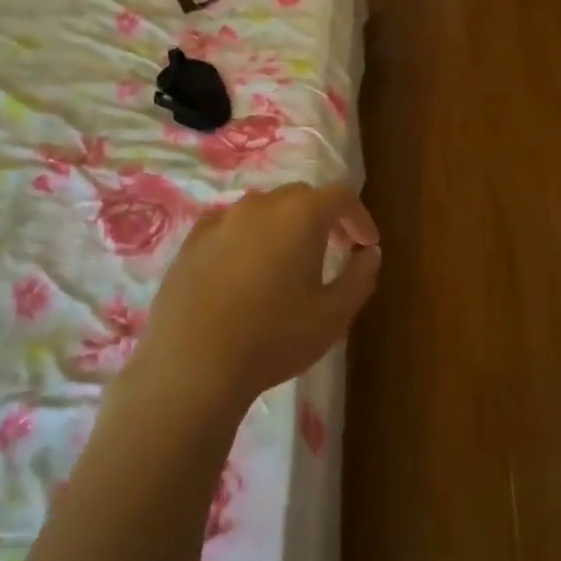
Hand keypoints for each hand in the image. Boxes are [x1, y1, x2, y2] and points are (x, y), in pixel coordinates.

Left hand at [140, 181, 380, 403]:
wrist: (192, 364)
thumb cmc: (274, 337)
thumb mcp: (334, 315)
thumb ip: (360, 277)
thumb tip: (369, 253)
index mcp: (300, 215)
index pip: (340, 196)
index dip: (359, 217)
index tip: (366, 245)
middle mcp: (260, 205)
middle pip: (301, 197)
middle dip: (323, 218)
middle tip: (334, 249)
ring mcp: (220, 221)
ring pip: (263, 210)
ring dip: (284, 226)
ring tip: (288, 262)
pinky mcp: (191, 242)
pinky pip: (229, 227)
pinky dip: (248, 238)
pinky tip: (245, 271)